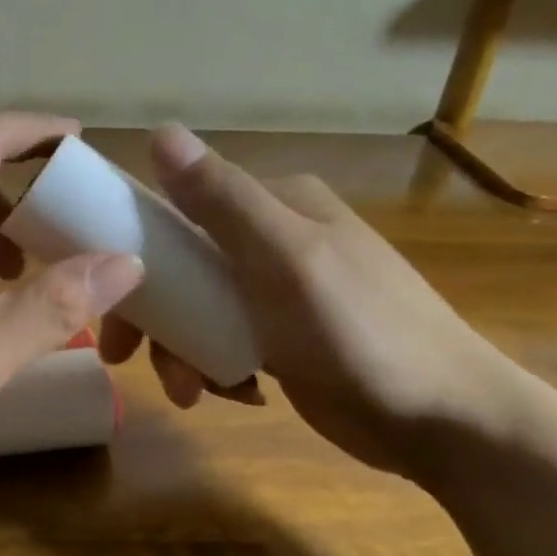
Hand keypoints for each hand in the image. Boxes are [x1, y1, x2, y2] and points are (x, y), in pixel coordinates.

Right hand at [101, 125, 521, 477]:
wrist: (445, 424)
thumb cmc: (361, 332)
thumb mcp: (285, 260)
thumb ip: (222, 200)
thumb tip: (160, 131)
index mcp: (276, 204)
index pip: (181, 208)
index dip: (137, 250)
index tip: (111, 301)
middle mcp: (274, 237)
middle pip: (184, 265)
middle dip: (157, 314)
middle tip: (128, 358)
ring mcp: (279, 290)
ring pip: (199, 308)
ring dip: (182, 349)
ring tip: (191, 391)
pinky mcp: (284, 337)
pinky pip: (224, 340)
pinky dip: (214, 366)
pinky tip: (233, 392)